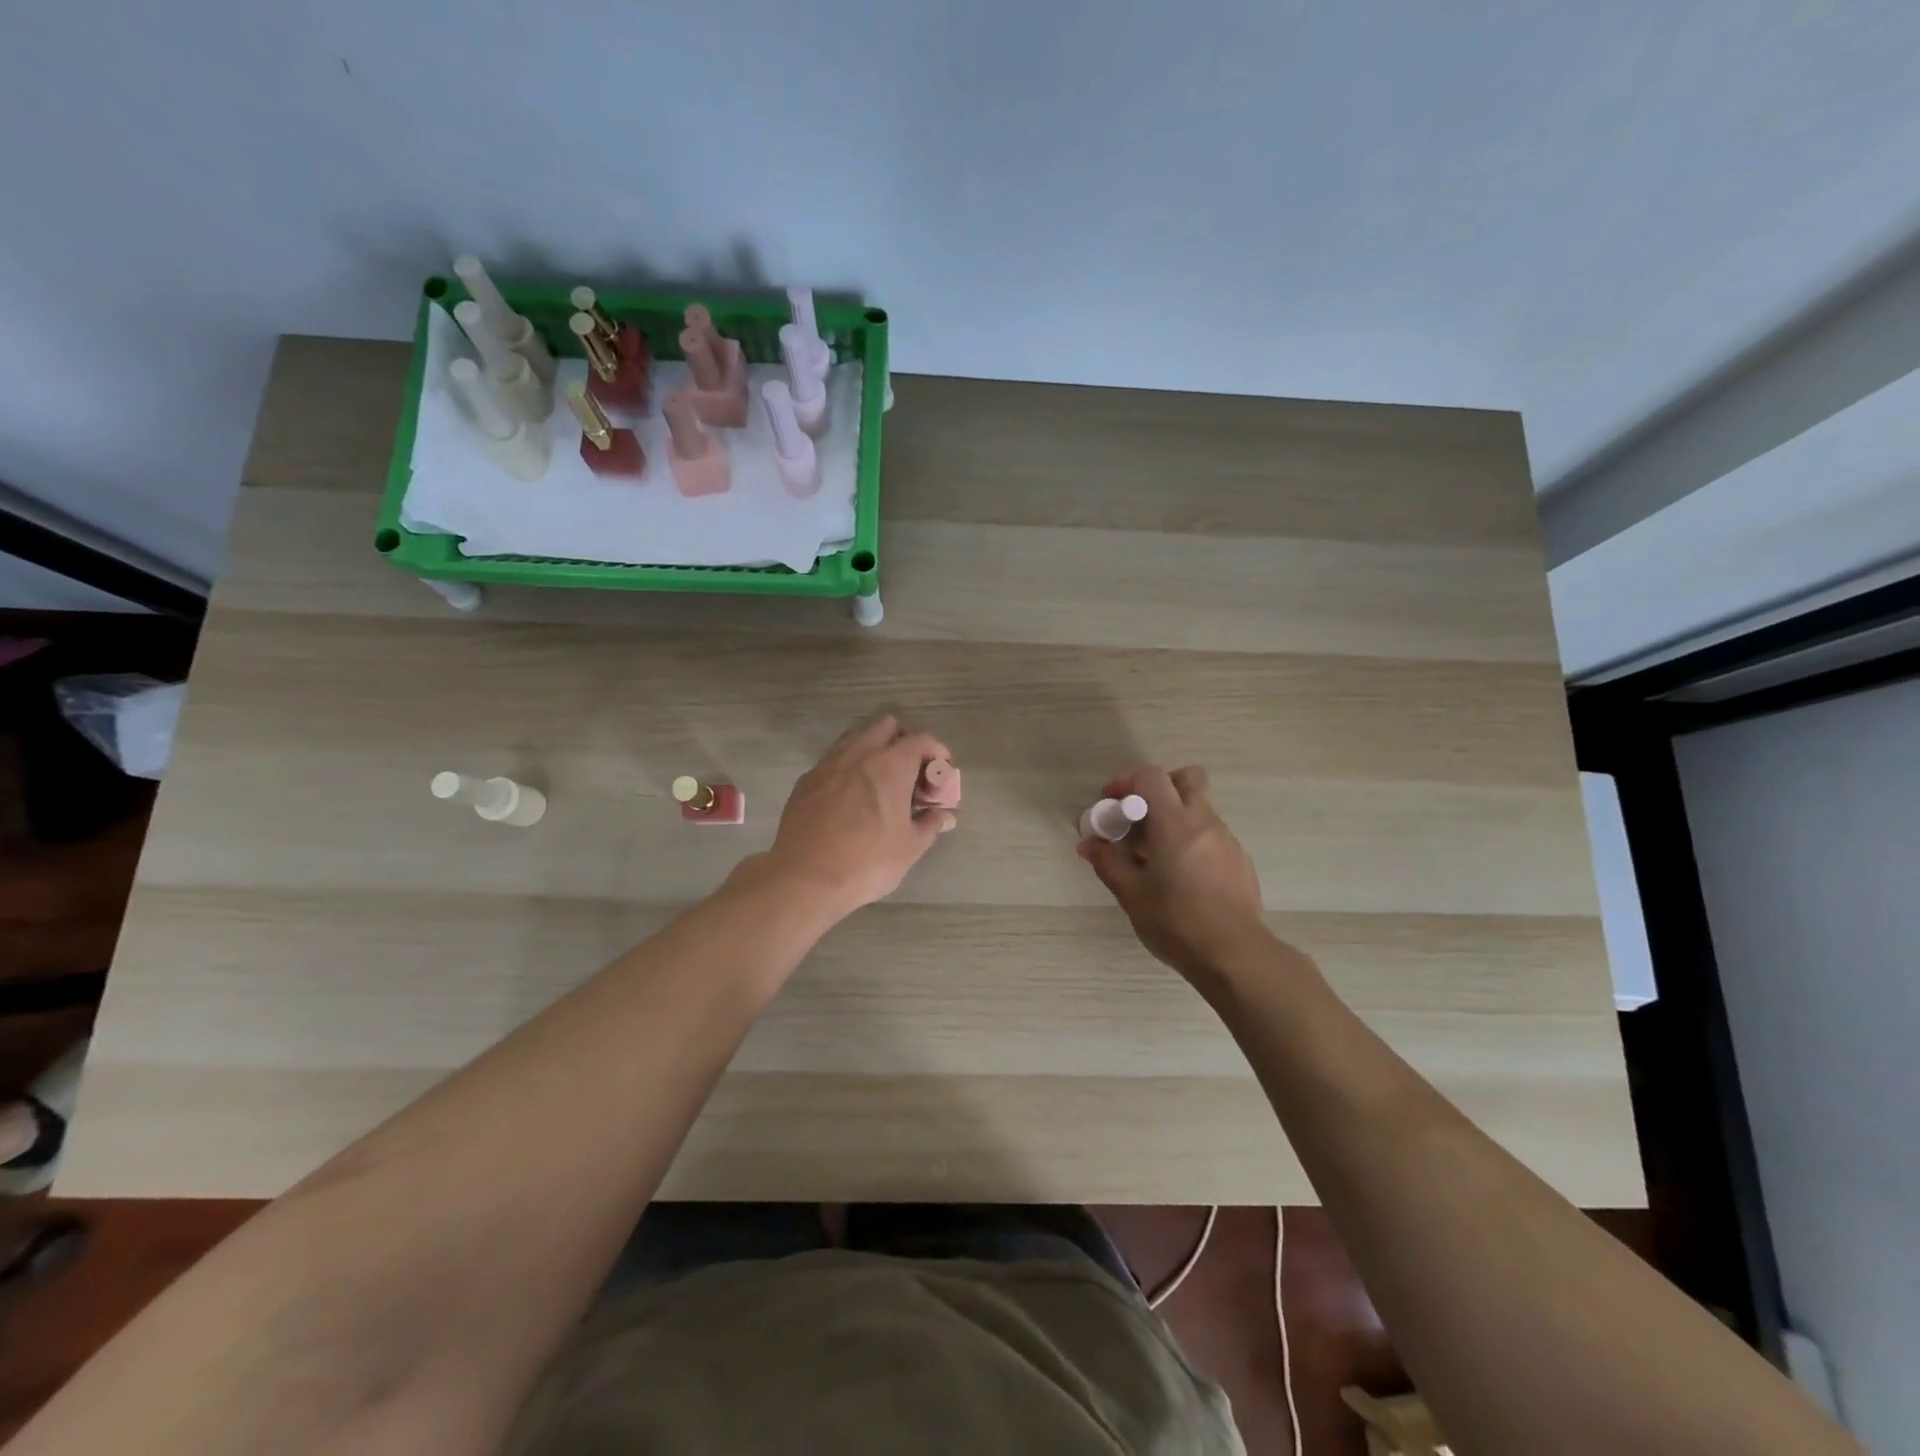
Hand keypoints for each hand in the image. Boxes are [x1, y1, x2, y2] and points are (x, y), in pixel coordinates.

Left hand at [761, 716, 956, 919]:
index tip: (941, 773)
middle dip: (904, 740)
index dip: (936, 752)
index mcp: (891, 765)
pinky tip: (852, 795)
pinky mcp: (807, 780)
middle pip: (886, 725)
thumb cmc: (868, 862)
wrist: (805, 878)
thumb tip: (944, 816)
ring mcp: (829, 764)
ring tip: (882, 780)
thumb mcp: (910, 847)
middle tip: (912, 770)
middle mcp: (859, 753)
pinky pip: (834, 759)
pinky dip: (850, 766)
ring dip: (874, 748)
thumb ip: (930, 824)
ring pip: (856, 737)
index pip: (921, 740)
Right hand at [1078, 765, 1268, 981]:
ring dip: (1173, 818)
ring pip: (1199, 809)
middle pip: (1186, 779)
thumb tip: (1088, 844)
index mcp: (1175, 824)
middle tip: (1139, 816)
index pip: (1152, 776)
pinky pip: (1211, 835)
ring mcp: (1227, 840)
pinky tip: (1180, 876)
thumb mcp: (1132, 894)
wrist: (1234, 956)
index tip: (1110, 802)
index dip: (1126, 780)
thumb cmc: (1176, 922)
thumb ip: (1108, 862)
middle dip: (1159, 787)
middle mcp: (1205, 823)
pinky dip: (1191, 841)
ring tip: (1154, 856)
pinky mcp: (1239, 861)